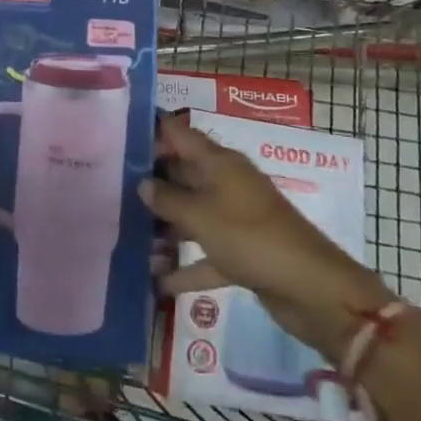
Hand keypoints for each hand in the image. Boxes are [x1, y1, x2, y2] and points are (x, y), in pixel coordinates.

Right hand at [141, 112, 390, 358]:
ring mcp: (235, 219)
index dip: (153, 131)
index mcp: (220, 163)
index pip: (181, 135)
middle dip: (151, 182)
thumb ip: (168, 198)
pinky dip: (185, 267)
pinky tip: (155, 282)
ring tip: (125, 235)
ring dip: (164, 226)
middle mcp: (226, 184)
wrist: (311, 288)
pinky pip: (205, 255)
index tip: (119, 136)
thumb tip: (143, 182)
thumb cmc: (251, 238)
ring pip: (192, 215)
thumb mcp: (202, 216)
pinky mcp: (241, 253)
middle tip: (109, 190)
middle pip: (183, 174)